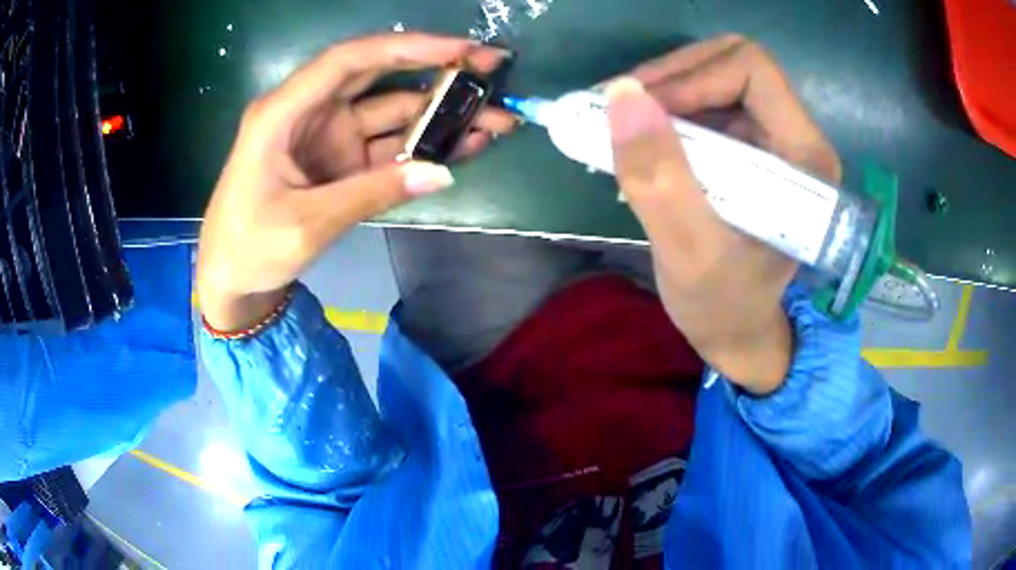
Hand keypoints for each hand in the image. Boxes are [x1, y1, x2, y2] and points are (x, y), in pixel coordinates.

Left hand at [197, 33, 515, 331]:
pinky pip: (389, 144)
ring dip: (441, 114)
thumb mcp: (306, 224)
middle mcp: (310, 112)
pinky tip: (464, 145)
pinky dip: (424, 146)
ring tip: (495, 121)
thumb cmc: (249, 248)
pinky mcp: (341, 160)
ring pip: (392, 111)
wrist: (232, 279)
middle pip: (379, 75)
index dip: (408, 48)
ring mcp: (329, 136)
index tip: (462, 51)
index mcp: (283, 112)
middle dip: (437, 69)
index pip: (350, 61)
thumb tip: (441, 173)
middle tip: (492, 69)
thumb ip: (371, 193)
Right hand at [605, 36, 840, 394]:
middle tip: (617, 109)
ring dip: (658, 94)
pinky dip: (661, 111)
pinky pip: (701, 103)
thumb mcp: (689, 253)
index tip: (639, 111)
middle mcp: (795, 136)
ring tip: (617, 126)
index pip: (752, 71)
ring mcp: (770, 138)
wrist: (734, 330)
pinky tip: (636, 140)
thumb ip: (659, 179)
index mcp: (806, 157)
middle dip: (668, 78)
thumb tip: (621, 95)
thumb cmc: (723, 305)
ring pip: (711, 78)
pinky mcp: (746, 146)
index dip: (691, 77)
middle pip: (729, 64)